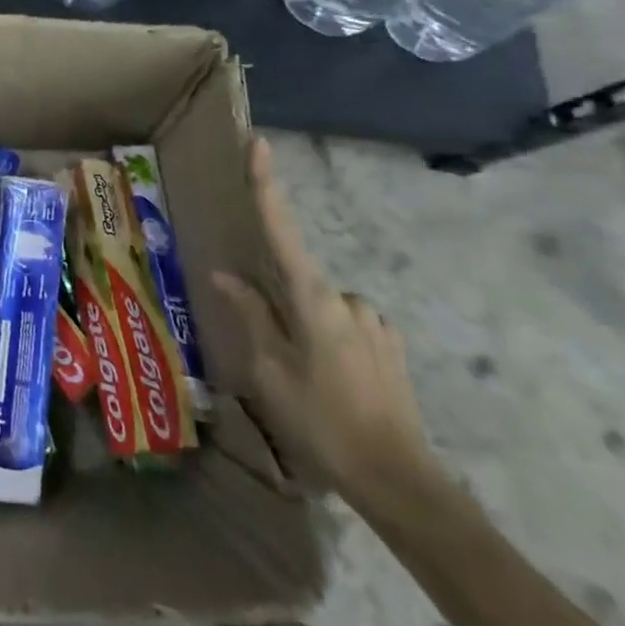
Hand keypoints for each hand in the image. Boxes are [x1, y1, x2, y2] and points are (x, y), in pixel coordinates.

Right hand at [211, 137, 433, 508]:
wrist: (399, 481)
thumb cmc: (322, 421)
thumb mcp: (270, 370)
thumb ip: (250, 315)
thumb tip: (225, 274)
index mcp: (315, 301)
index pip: (282, 231)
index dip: (267, 186)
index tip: (259, 144)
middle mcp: (348, 300)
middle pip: (296, 282)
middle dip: (278, 309)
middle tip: (275, 360)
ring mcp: (374, 322)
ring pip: (320, 308)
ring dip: (303, 330)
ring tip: (304, 384)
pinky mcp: (389, 345)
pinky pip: (344, 326)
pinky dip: (327, 342)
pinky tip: (330, 383)